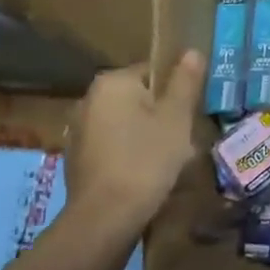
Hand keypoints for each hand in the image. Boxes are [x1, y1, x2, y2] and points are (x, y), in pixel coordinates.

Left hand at [63, 51, 205, 242]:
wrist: (106, 218)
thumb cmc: (146, 159)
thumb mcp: (176, 118)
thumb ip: (185, 82)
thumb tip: (192, 51)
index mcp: (112, 83)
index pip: (153, 71)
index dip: (177, 90)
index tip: (191, 113)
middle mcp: (88, 100)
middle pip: (139, 98)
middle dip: (162, 115)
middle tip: (185, 138)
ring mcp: (79, 131)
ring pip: (126, 123)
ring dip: (147, 135)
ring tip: (169, 160)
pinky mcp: (77, 159)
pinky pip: (113, 145)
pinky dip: (130, 153)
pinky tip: (146, 175)